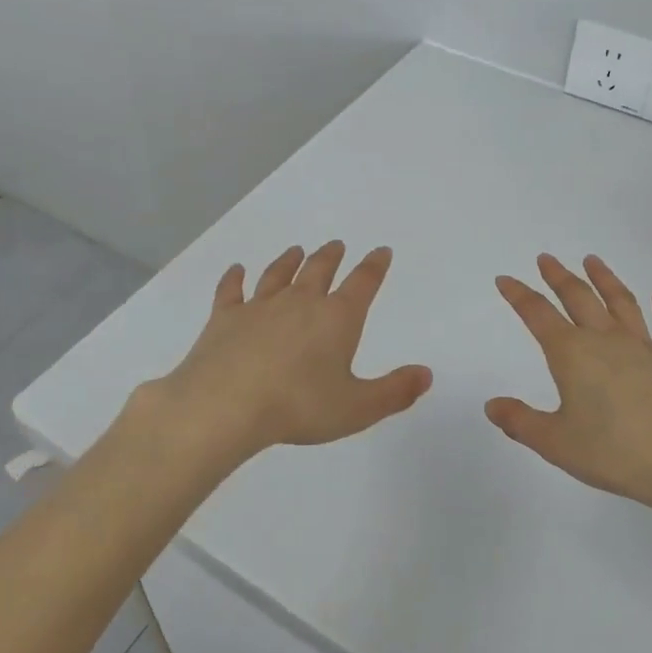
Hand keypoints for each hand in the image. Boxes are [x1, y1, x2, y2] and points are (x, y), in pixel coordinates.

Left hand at [137, 241, 432, 465]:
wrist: (226, 404)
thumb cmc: (299, 406)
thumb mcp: (357, 408)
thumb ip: (394, 392)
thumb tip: (426, 374)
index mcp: (337, 318)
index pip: (363, 283)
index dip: (374, 266)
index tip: (381, 251)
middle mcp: (301, 302)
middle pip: (319, 269)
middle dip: (331, 256)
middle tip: (336, 245)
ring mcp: (260, 306)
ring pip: (278, 274)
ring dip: (289, 261)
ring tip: (296, 250)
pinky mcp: (225, 318)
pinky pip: (231, 290)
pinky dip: (234, 278)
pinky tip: (236, 270)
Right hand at [488, 253, 651, 515]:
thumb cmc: (614, 453)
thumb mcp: (556, 443)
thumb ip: (521, 422)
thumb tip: (492, 405)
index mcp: (572, 354)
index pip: (538, 314)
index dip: (519, 295)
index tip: (505, 279)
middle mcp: (606, 340)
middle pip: (578, 298)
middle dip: (559, 276)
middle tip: (546, 259)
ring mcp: (644, 348)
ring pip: (621, 303)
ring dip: (605, 279)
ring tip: (593, 261)